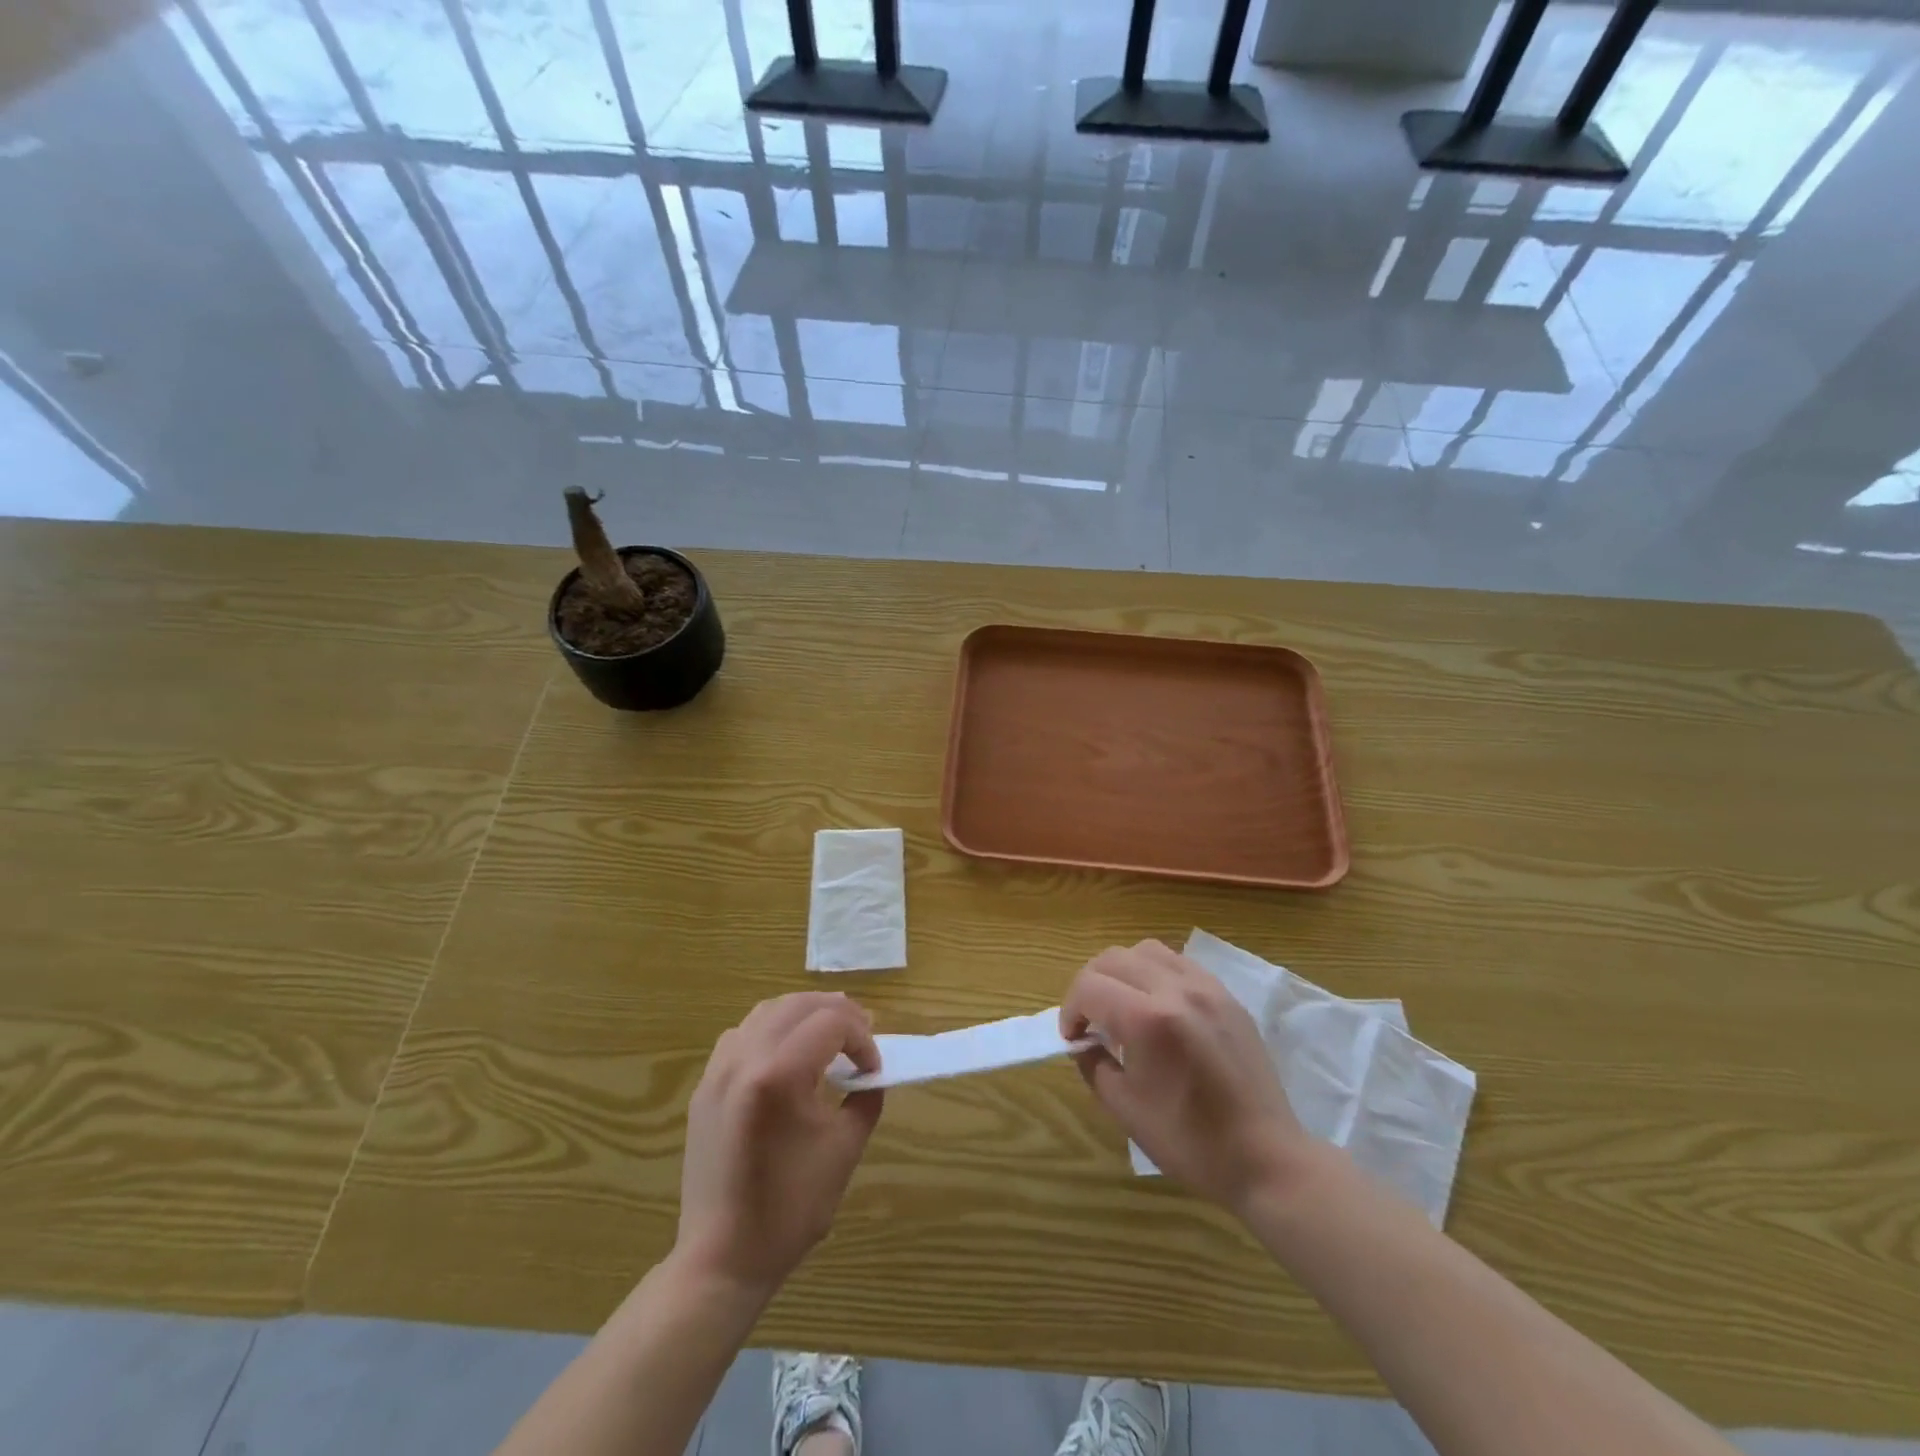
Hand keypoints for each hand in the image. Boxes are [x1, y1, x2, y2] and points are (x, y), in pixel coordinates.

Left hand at [674, 992, 883, 1296]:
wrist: (722, 1257)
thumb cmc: (790, 1209)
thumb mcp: (844, 1150)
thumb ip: (865, 1099)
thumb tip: (870, 1074)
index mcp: (779, 1074)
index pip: (832, 1022)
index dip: (862, 1038)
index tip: (873, 1069)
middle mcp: (745, 1059)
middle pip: (799, 1005)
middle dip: (837, 1014)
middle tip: (862, 1037)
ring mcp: (719, 1069)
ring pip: (767, 1011)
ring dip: (804, 1014)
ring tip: (829, 1035)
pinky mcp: (706, 1085)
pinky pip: (742, 1033)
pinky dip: (772, 1028)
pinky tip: (788, 1054)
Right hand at [1062, 940, 1313, 1213]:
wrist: (1266, 1157)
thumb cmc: (1191, 1142)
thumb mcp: (1125, 1109)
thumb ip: (1093, 1063)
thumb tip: (1083, 1041)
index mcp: (1147, 1020)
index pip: (1088, 987)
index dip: (1070, 1010)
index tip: (1073, 1037)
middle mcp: (1175, 990)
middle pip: (1113, 958)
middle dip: (1090, 984)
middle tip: (1090, 1019)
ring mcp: (1206, 987)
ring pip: (1146, 951)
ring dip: (1122, 971)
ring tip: (1122, 1005)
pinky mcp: (1226, 995)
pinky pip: (1179, 963)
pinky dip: (1155, 973)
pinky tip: (1158, 1007)